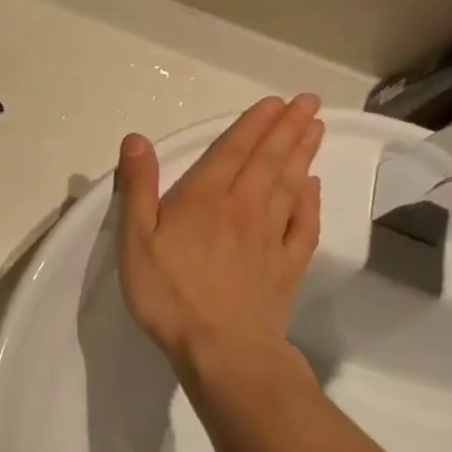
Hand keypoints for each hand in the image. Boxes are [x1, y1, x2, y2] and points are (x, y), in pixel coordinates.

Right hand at [115, 95, 324, 369]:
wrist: (222, 350)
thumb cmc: (170, 294)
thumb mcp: (136, 240)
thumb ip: (138, 188)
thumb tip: (137, 139)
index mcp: (206, 198)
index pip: (233, 151)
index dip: (254, 124)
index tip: (275, 102)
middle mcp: (244, 208)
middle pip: (269, 161)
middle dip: (288, 128)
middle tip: (309, 102)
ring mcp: (270, 238)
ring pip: (291, 186)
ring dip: (303, 155)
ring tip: (316, 129)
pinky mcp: (286, 267)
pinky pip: (303, 227)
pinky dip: (311, 204)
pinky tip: (314, 188)